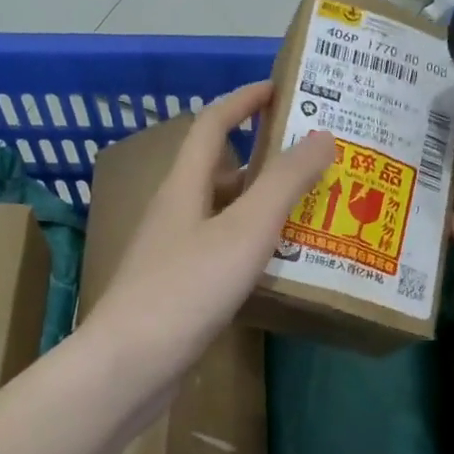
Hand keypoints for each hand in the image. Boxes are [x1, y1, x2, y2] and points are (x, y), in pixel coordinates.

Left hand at [87, 81, 331, 388]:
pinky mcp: (181, 288)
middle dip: (265, 157)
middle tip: (316, 159)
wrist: (131, 365)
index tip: (283, 88)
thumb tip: (322, 135)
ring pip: (225, 214)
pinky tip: (282, 263)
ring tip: (314, 208)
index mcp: (184, 186)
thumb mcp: (245, 230)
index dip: (244, 100)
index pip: (213, 124)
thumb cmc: (187, 288)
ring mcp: (175, 252)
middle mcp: (176, 211)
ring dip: (264, 205)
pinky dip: (254, 246)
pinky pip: (224, 251)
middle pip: (222, 170)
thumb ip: (285, 183)